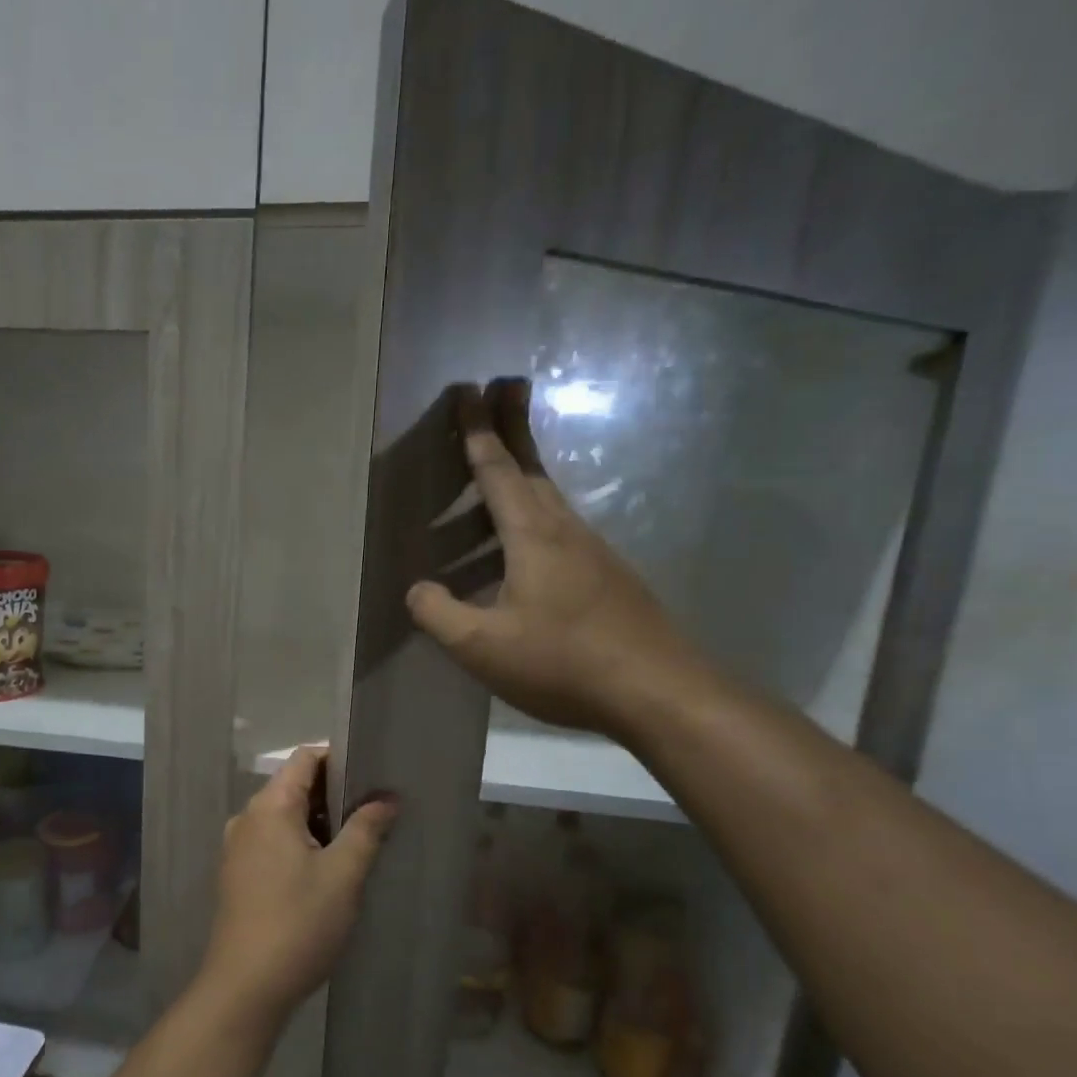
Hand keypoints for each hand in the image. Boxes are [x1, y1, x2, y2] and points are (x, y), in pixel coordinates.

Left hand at [195, 747, 397, 1030]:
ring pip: (285, 817)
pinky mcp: (239, 874)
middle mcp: (248, 817)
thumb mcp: (343, 874)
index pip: (304, 759)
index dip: (339, 759)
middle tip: (377, 811)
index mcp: (269, 806)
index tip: (373, 775)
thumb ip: (366, 829)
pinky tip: (329, 870)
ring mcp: (238, 847)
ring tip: (360, 841)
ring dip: (321, 823)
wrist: (245, 987)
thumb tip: (387, 798)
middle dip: (335, 795)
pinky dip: (302, 843)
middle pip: (294, 786)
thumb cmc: (298, 922)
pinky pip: (274, 841)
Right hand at [405, 379, 708, 735]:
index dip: (478, 431)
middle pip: (531, 469)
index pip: (496, 470)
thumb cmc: (563, 662)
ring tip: (504, 461)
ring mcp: (593, 553)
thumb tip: (417, 589)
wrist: (658, 692)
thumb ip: (439, 614)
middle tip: (503, 385)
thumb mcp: (482, 645)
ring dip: (525, 469)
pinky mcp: (607, 578)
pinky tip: (526, 542)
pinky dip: (536, 513)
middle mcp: (565, 532)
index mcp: (532, 537)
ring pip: (549, 498)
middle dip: (513, 426)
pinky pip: (560, 529)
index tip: (468, 389)